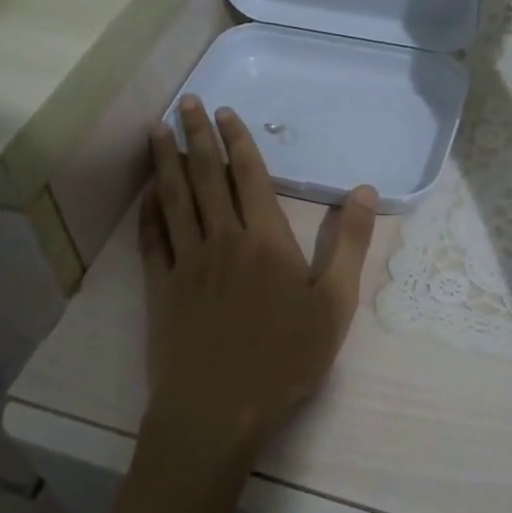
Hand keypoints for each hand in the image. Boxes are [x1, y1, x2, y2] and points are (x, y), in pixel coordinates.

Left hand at [139, 97, 377, 471]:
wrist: (219, 411)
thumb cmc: (286, 358)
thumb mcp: (335, 303)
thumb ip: (351, 244)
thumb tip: (366, 191)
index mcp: (265, 239)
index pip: (249, 175)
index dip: (237, 140)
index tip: (224, 110)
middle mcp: (222, 239)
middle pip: (207, 177)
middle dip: (197, 136)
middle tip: (186, 101)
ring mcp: (187, 263)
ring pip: (174, 200)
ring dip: (166, 162)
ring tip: (157, 130)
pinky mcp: (161, 289)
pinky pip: (152, 240)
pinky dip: (147, 212)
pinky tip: (146, 195)